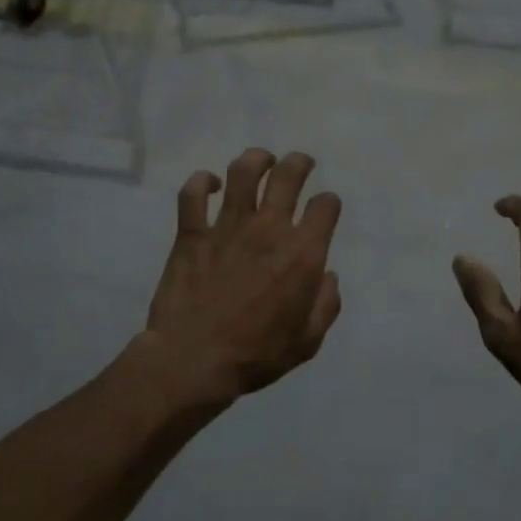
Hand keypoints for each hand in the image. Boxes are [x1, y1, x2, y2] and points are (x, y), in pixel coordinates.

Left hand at [145, 149, 342, 404]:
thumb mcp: (308, 341)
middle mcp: (269, 229)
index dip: (329, 203)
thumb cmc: (257, 355)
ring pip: (243, 171)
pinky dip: (201, 182)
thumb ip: (326, 304)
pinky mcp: (192, 233)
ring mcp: (227, 226)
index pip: (326, 206)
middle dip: (299, 163)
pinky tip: (209, 184)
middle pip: (288, 175)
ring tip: (261, 161)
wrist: (194, 361)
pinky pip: (193, 193)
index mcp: (302, 253)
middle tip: (300, 164)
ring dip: (256, 159)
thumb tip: (327, 276)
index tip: (324, 211)